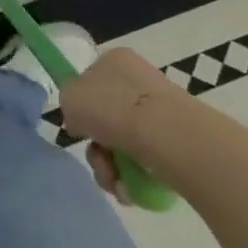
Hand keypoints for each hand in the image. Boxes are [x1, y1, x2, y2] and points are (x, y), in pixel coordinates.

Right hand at [59, 48, 180, 202]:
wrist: (164, 135)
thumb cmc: (110, 107)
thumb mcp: (69, 96)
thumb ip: (69, 103)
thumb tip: (83, 121)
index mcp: (115, 60)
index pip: (91, 82)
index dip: (82, 109)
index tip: (80, 129)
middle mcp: (139, 79)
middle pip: (107, 119)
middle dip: (97, 147)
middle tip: (98, 160)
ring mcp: (160, 111)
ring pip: (124, 144)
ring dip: (111, 167)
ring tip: (114, 180)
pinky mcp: (177, 141)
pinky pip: (146, 162)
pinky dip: (134, 178)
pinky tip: (131, 187)